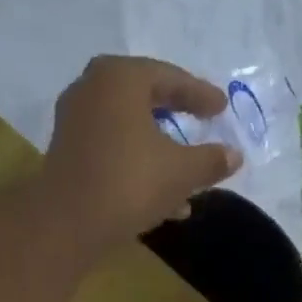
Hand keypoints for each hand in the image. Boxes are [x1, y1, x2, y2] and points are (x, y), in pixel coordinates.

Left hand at [40, 56, 241, 250]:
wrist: (68, 223)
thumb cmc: (130, 183)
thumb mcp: (181, 172)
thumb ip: (211, 160)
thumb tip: (234, 156)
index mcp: (121, 78)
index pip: (170, 78)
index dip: (200, 95)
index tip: (221, 108)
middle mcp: (92, 89)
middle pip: (146, 100)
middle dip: (176, 118)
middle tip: (201, 122)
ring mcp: (75, 121)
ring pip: (129, 131)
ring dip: (160, 152)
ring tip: (188, 178)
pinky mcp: (67, 153)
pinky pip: (113, 150)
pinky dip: (138, 165)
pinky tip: (162, 200)